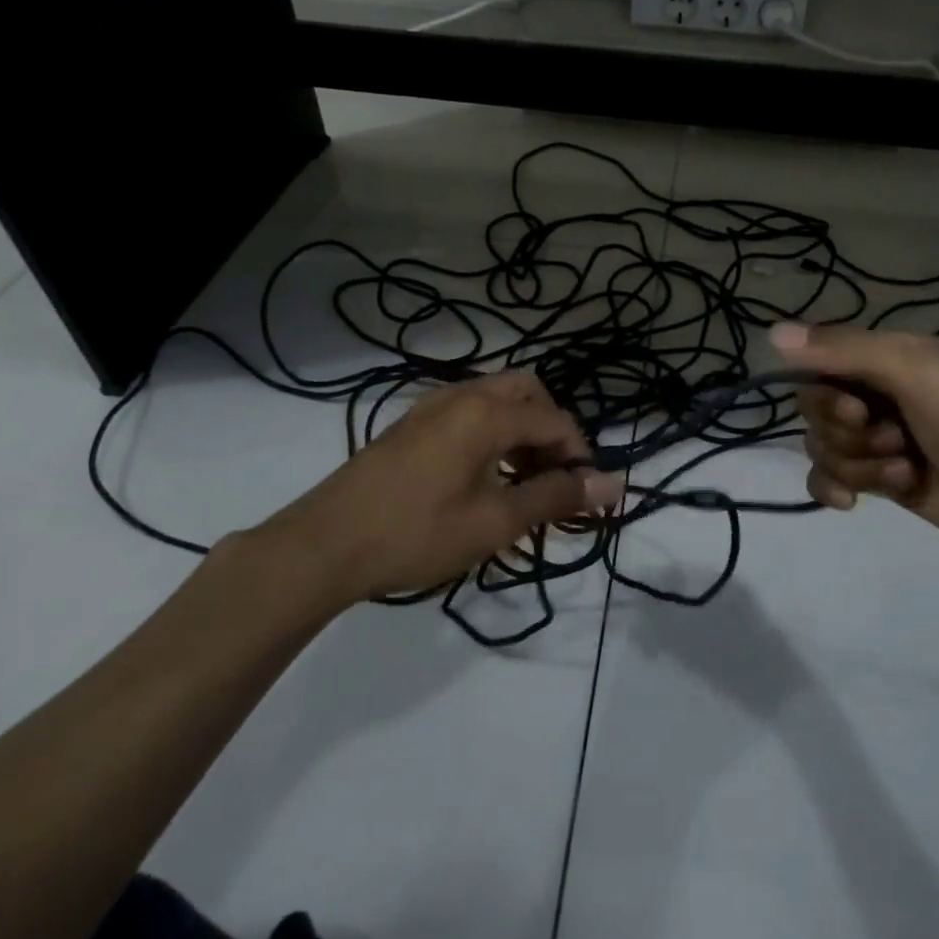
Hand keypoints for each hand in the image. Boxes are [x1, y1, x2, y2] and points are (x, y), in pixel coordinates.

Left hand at [250, 372, 622, 607]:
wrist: (323, 546)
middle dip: (550, 429)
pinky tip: (482, 477)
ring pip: (496, 398)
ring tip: (520, 480)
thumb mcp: (494, 522)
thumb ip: (556, 497)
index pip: (555, 421)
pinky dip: (491, 431)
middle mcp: (462, 395)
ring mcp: (431, 406)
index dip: (579, 456)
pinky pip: (468, 410)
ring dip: (521, 429)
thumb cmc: (416, 534)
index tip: (583, 497)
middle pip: (528, 392)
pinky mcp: (411, 424)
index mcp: (486, 413)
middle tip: (551, 476)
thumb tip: (615, 485)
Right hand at [771, 322, 938, 577]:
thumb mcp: (916, 374)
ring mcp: (878, 440)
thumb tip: (770, 333)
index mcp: (886, 357)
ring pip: (823, 447)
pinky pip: (828, 479)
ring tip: (907, 473)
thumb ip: (844, 351)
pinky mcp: (882, 481)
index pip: (817, 364)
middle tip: (896, 441)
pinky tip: (855, 504)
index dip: (826, 393)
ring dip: (859, 466)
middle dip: (847, 434)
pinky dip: (836, 489)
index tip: (859, 410)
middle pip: (815, 410)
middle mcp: (876, 393)